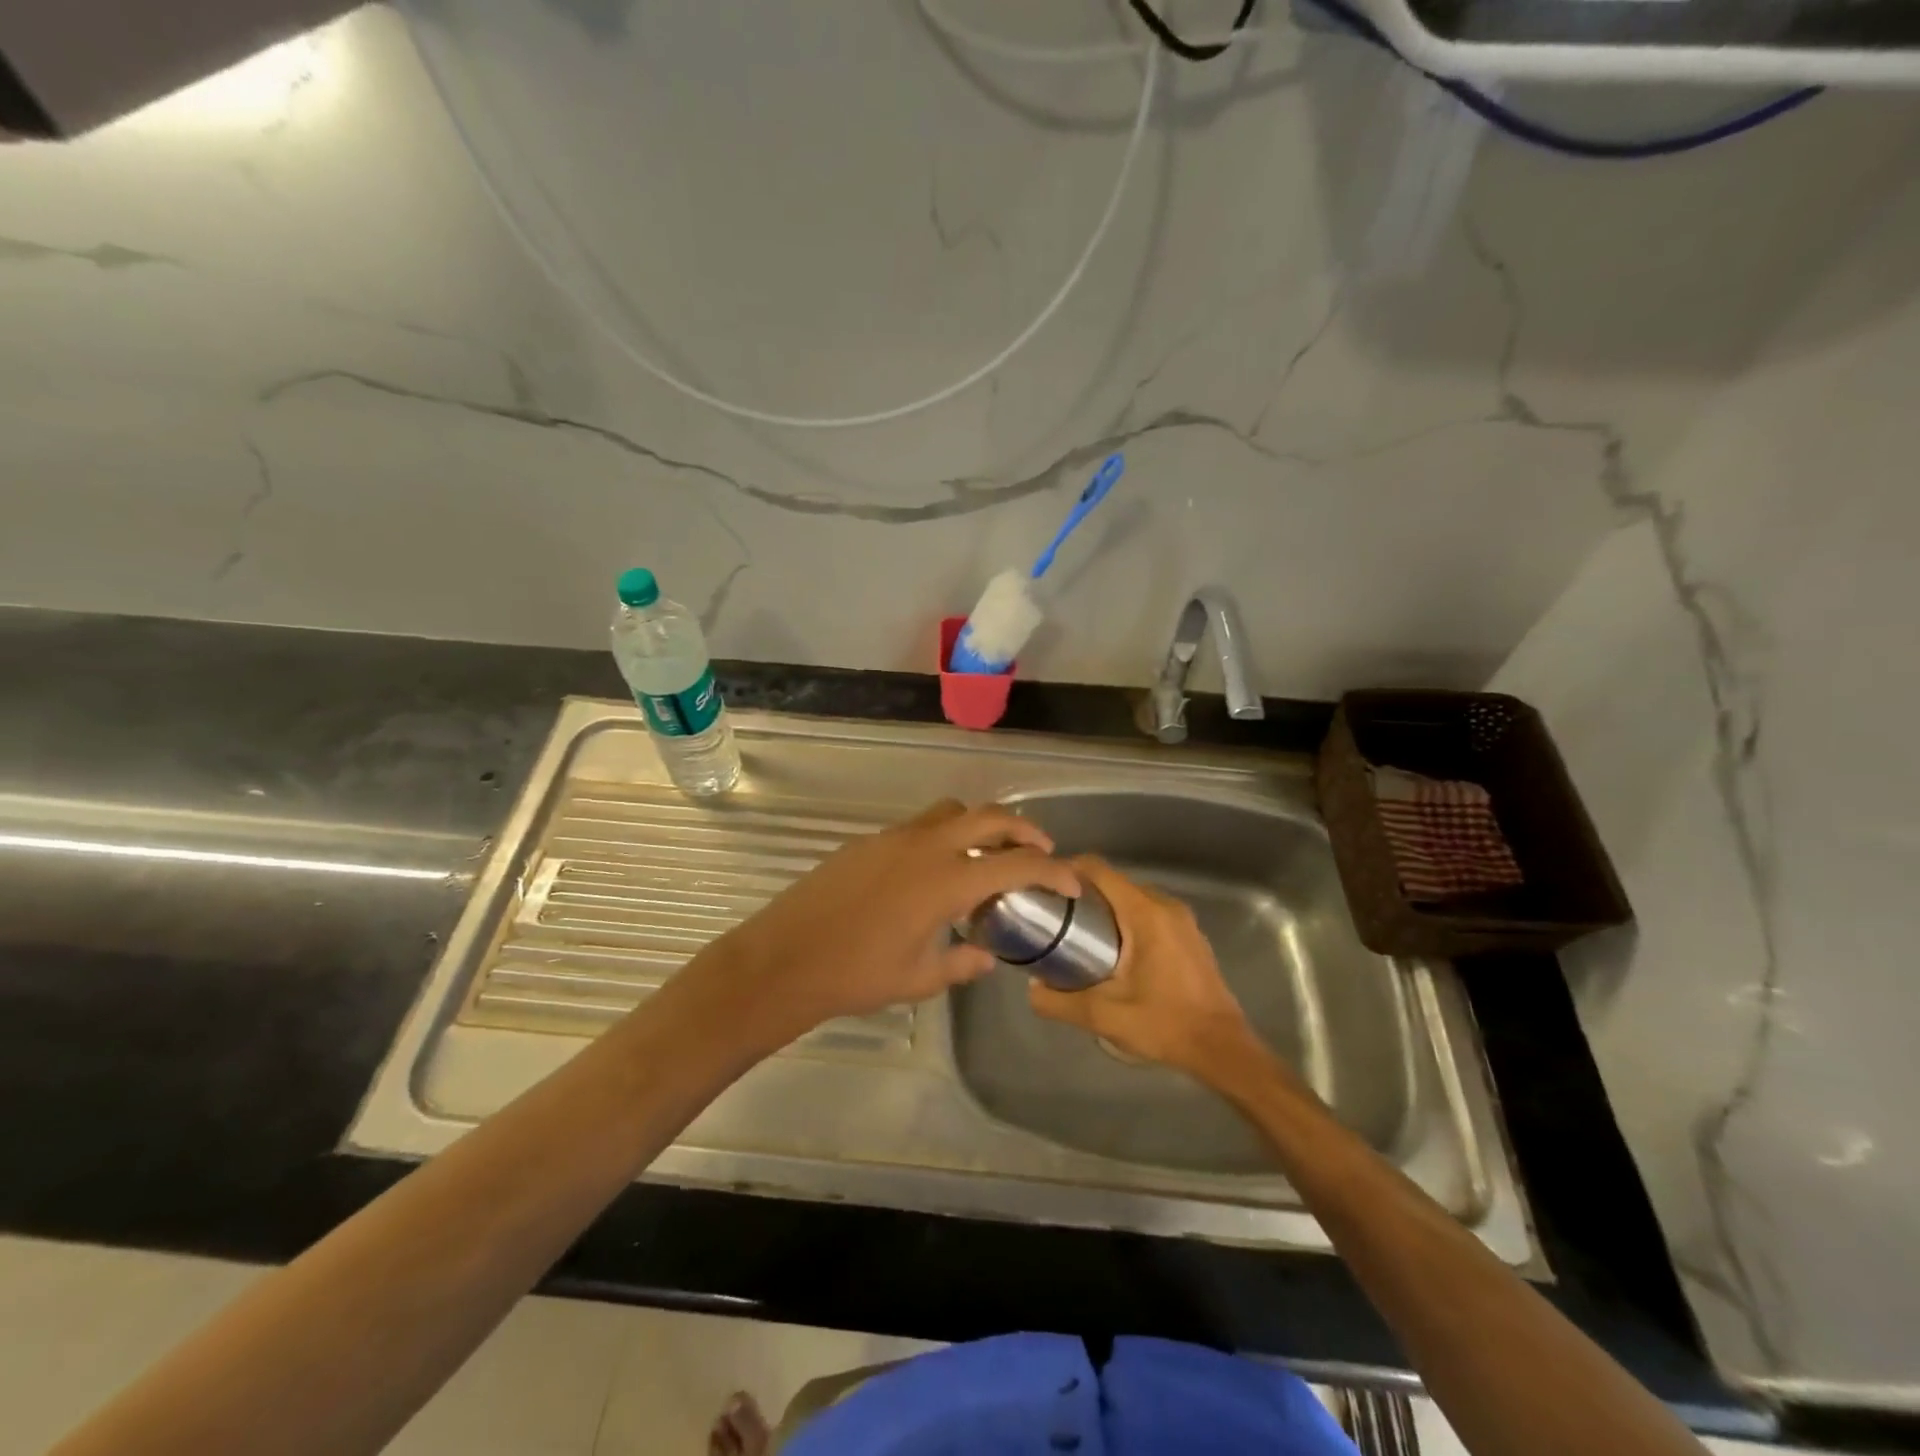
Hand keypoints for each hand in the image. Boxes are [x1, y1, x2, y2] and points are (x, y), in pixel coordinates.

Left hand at [699, 800, 1079, 1049]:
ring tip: (988, 853)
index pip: (1016, 864)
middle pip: (989, 816)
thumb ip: (961, 963)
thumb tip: (985, 955)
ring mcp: (894, 837)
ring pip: (951, 811)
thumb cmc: (857, 974)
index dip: (1052, 871)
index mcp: (947, 880)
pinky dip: (943, 836)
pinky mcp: (869, 841)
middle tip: (1039, 850)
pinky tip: (934, 871)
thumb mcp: (918, 978)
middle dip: (1023, 828)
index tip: (1071, 881)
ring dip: (980, 824)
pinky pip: (919, 826)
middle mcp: (926, 846)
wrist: (784, 958)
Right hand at [1028, 856, 1262, 1077]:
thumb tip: (1032, 989)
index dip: (1067, 870)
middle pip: (1114, 882)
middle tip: (1054, 914)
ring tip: (1077, 933)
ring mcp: (1182, 920)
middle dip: (1082, 892)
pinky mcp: (1189, 935)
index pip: (1099, 870)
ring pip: (1132, 898)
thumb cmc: (1165, 1024)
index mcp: (1145, 913)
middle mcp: (1165, 905)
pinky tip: (1112, 951)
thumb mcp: (1104, 1016)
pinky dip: (1126, 920)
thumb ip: (1060, 1002)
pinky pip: (1150, 913)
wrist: (1222, 1049)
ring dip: (1105, 908)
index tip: (1044, 886)